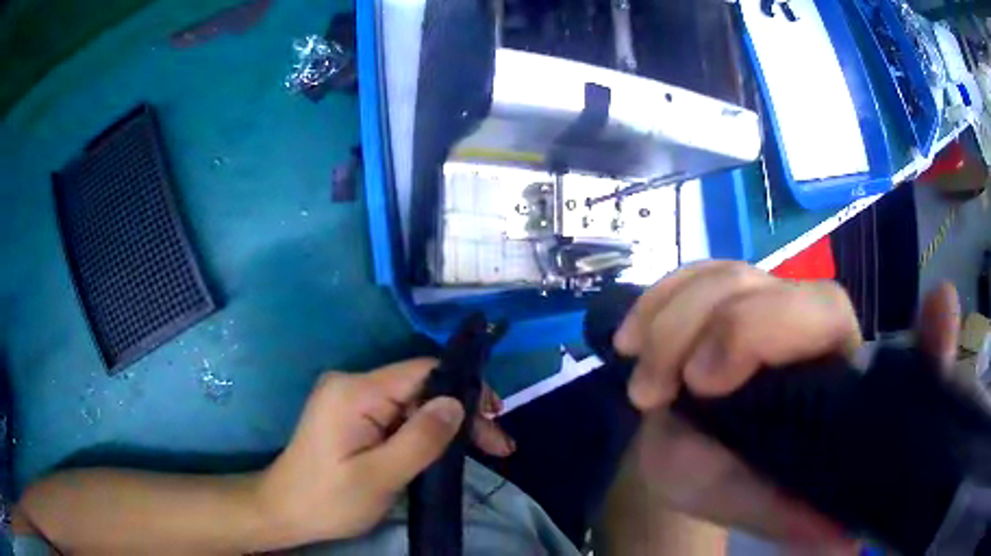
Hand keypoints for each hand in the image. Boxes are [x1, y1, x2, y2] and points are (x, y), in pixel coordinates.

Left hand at [259, 358, 513, 545]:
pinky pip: (398, 415)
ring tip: (487, 450)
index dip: (463, 389)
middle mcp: (352, 384)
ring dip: (448, 425)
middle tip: (498, 446)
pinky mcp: (352, 415)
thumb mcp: (379, 477)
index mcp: (355, 391)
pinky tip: (450, 449)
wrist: (285, 511)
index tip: (495, 417)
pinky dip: (426, 432)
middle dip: (461, 414)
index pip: (421, 371)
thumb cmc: (329, 500)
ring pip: (413, 403)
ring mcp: (350, 398)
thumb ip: (420, 439)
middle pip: (421, 387)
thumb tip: (457, 403)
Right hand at [606, 262, 870, 548]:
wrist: (704, 455)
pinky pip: (692, 275)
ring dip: (667, 320)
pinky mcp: (725, 295)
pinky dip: (657, 299)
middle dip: (695, 326)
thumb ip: (791, 515)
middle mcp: (803, 322)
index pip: (822, 311)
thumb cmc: (739, 479)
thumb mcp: (757, 503)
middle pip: (759, 283)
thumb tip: (844, 546)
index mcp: (832, 364)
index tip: (702, 383)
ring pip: (722, 276)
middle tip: (649, 392)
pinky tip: (631, 337)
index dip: (763, 329)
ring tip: (638, 380)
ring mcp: (762, 301)